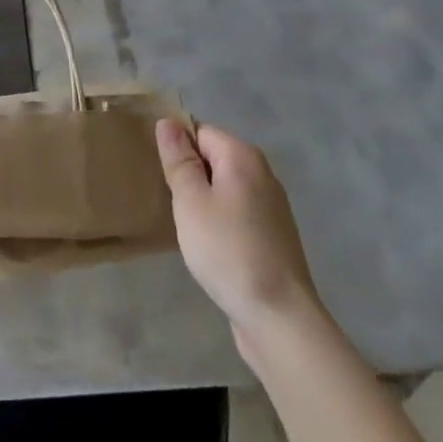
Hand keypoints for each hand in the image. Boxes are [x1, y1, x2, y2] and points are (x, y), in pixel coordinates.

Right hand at [156, 118, 320, 334]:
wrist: (280, 319)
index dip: (177, 150)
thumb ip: (179, 159)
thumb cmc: (228, 251)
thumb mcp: (191, 201)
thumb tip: (168, 122)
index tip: (162, 177)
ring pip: (224, 187)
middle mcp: (262, 173)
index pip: (199, 131)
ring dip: (203, 201)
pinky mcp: (273, 236)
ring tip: (187, 227)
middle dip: (189, 176)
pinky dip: (220, 222)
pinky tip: (209, 246)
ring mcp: (272, 206)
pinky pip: (236, 212)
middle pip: (213, 158)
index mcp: (243, 156)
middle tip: (171, 203)